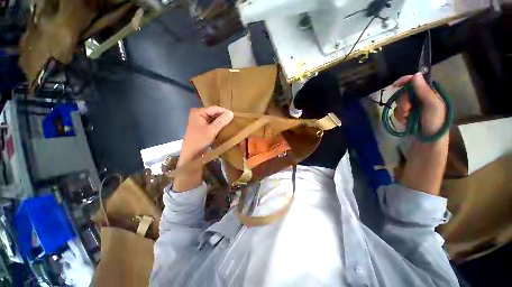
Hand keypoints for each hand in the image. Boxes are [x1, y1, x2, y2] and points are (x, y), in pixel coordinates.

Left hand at [178, 106, 233, 165]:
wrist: (191, 154)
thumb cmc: (200, 140)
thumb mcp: (212, 130)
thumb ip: (221, 121)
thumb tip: (231, 113)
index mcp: (198, 112)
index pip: (215, 108)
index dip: (225, 111)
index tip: (235, 116)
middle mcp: (198, 114)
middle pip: (214, 112)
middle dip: (223, 116)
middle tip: (234, 120)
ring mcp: (199, 120)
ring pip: (213, 118)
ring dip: (221, 121)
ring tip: (231, 123)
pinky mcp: (201, 127)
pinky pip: (212, 123)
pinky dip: (218, 125)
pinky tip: (224, 127)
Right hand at [393, 73, 446, 136]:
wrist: (427, 143)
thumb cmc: (434, 123)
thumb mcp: (432, 105)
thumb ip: (424, 90)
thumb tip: (415, 75)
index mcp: (430, 95)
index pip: (417, 82)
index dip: (406, 81)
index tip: (396, 85)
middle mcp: (421, 100)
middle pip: (405, 93)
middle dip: (404, 100)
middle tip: (408, 109)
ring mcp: (413, 109)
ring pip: (400, 103)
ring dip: (401, 110)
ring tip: (407, 118)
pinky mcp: (405, 117)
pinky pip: (397, 112)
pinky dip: (399, 117)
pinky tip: (405, 122)